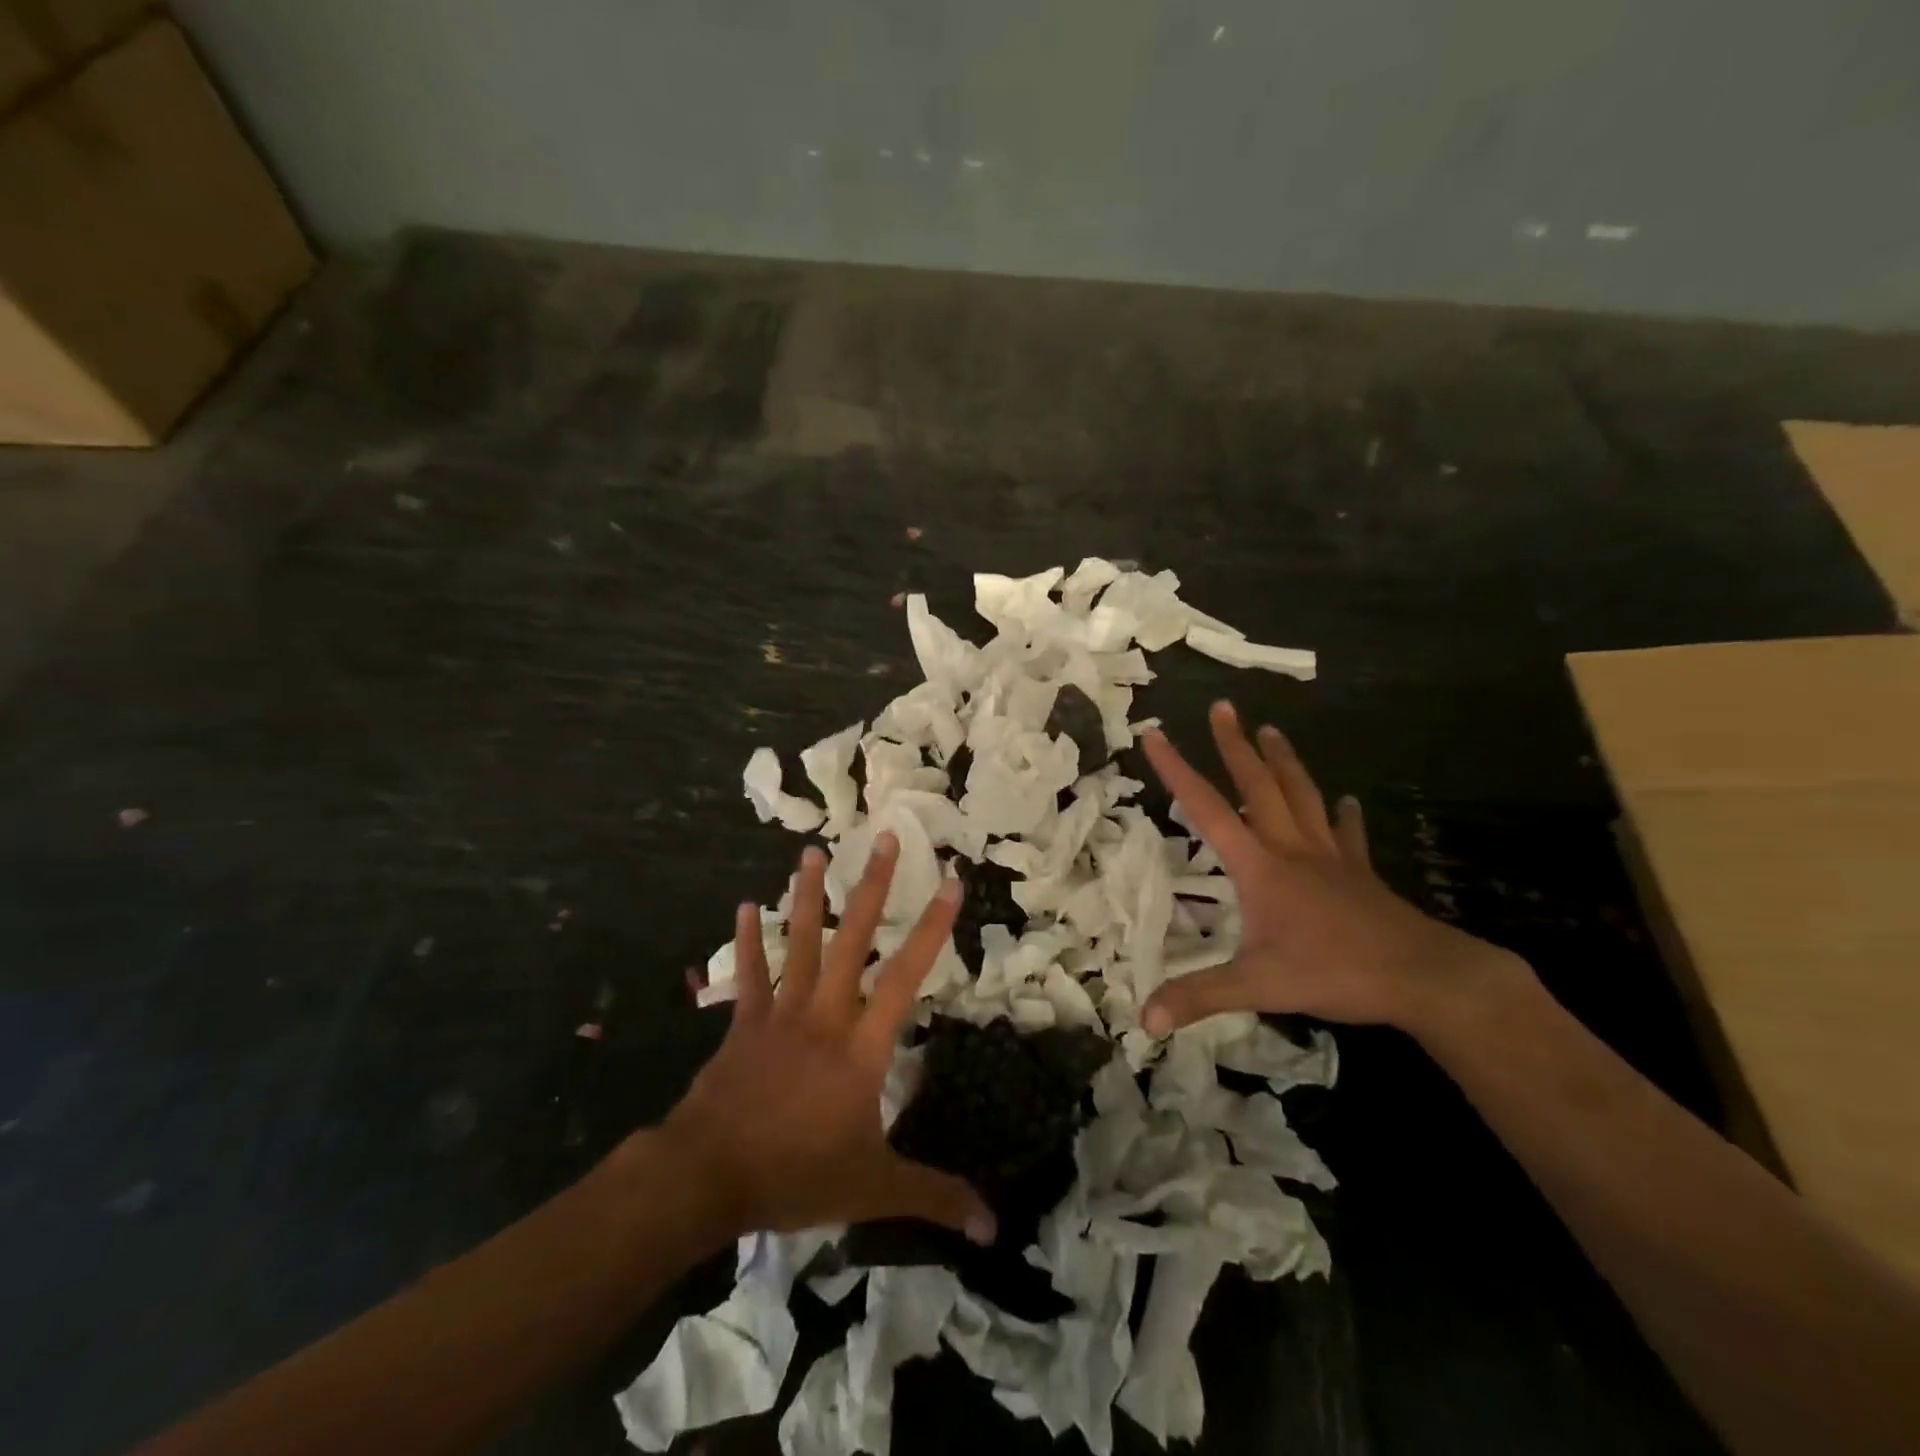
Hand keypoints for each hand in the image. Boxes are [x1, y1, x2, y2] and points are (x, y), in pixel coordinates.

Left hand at [656, 835, 995, 1244]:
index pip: (907, 974)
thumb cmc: (796, 1174)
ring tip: (811, 852)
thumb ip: (934, 1198)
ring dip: (806, 896)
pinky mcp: (744, 1024)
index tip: (949, 881)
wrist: (707, 1177)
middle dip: (872, 886)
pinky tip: (745, 905)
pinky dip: (747, 940)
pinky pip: (748, 974)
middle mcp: (825, 1014)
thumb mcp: (874, 1188)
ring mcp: (780, 1013)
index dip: (932, 926)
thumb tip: (992, 1226)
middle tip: (884, 837)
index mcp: (862, 1045)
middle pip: (853, 939)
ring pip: (800, 943)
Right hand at [1141, 701, 1524, 1036]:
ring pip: (1301, 796)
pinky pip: (1348, 834)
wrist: (1424, 977)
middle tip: (1223, 706)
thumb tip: (1143, 1018)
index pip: (1207, 809)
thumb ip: (1199, 997)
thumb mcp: (1257, 986)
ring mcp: (1330, 857)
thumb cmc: (1335, 972)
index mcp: (1260, 866)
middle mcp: (1292, 849)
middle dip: (1235, 745)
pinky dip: (1343, 815)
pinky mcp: (1360, 873)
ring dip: (1283, 762)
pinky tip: (1346, 800)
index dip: (1177, 770)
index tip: (1155, 734)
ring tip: (1271, 730)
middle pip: (1258, 786)